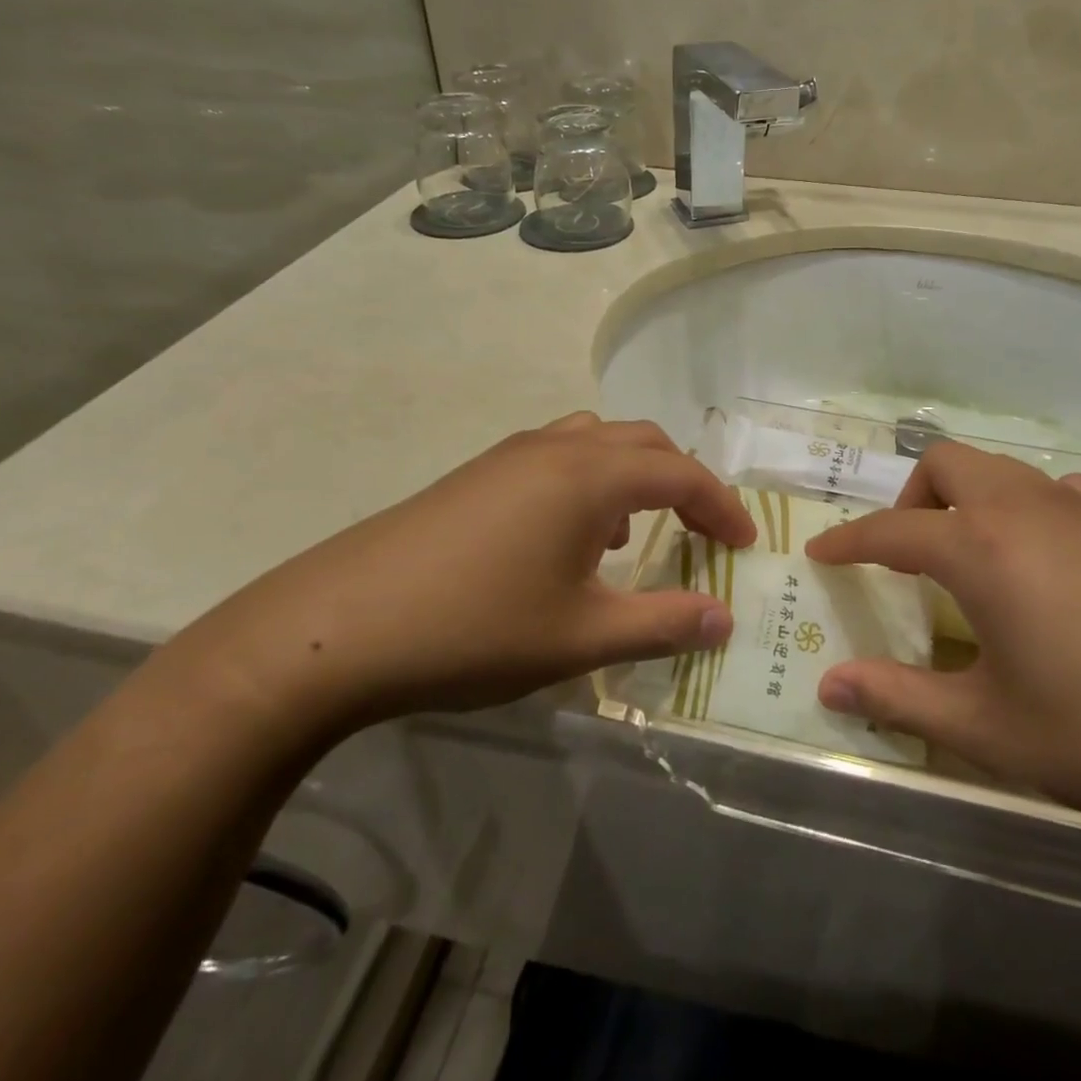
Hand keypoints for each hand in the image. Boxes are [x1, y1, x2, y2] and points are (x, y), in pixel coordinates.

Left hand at [174, 414, 755, 739]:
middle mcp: (555, 448)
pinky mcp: (476, 475)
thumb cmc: (474, 628)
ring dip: (631, 477)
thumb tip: (725, 619)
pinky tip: (569, 542)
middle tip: (701, 532)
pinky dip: (588, 484)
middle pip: (642, 443)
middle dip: (682, 482)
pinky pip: (556, 459)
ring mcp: (510, 456)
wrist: (335, 628)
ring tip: (634, 535)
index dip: (721, 506)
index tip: (745, 544)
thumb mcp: (581, 637)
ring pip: (595, 444)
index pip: (681, 473)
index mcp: (590, 475)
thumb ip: (663, 623)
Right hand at [806, 441, 1080, 849]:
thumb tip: (828, 686)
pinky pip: (1059, 492)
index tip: (820, 553)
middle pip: (947, 464)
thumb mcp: (989, 730)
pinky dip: (1030, 508)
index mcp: (981, 549)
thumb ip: (899, 700)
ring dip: (968, 497)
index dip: (848, 541)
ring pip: (1003, 470)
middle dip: (912, 498)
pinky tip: (1046, 560)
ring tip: (970, 558)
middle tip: (907, 557)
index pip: (891, 530)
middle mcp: (1026, 510)